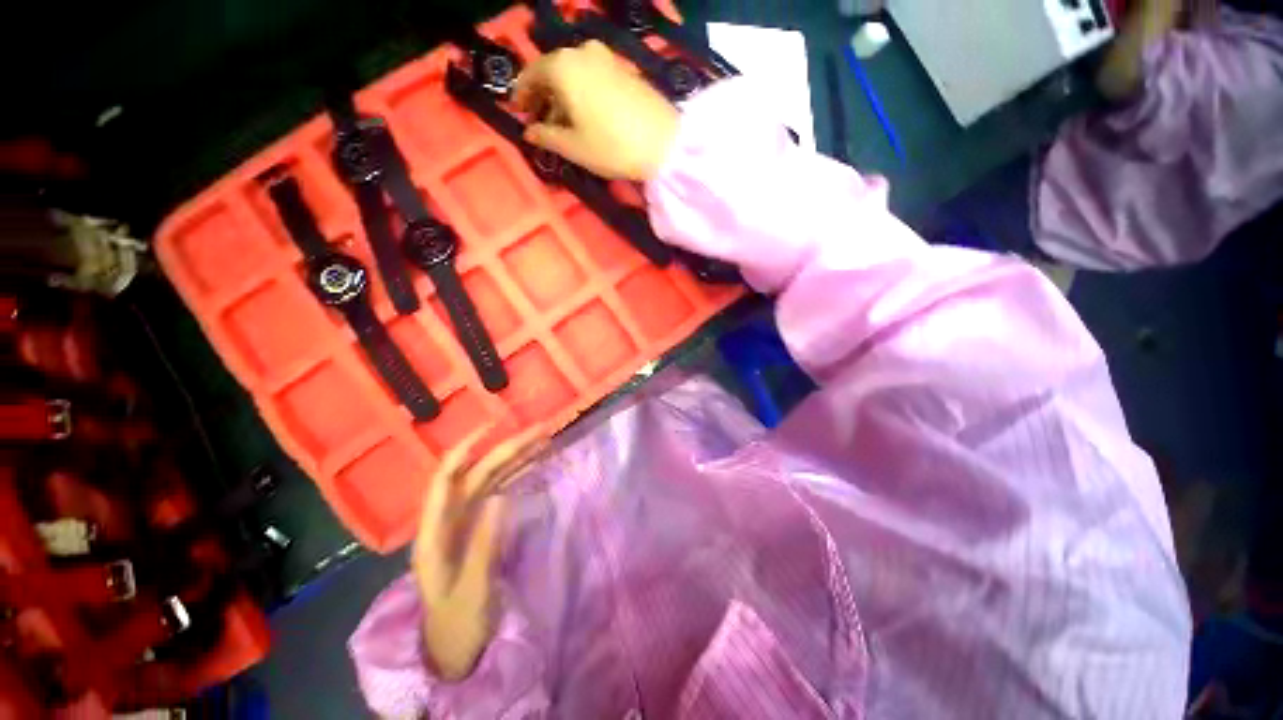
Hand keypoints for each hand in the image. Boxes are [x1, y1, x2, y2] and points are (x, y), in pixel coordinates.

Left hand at [414, 427, 545, 680]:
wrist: (455, 651)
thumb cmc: (458, 625)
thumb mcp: (473, 590)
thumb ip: (485, 544)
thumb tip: (502, 496)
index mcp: (435, 533)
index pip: (446, 480)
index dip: (464, 450)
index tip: (491, 428)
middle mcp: (450, 520)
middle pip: (478, 474)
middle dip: (507, 450)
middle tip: (541, 432)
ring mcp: (467, 523)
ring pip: (492, 480)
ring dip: (516, 460)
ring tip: (544, 442)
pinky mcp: (481, 528)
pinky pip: (501, 494)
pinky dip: (518, 478)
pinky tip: (535, 467)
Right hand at [513, 40, 679, 181]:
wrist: (663, 143)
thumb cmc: (611, 146)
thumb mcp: (573, 147)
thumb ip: (545, 136)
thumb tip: (528, 132)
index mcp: (563, 66)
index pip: (531, 74)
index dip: (522, 95)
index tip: (518, 113)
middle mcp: (582, 52)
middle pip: (553, 71)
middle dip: (543, 96)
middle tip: (539, 121)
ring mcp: (606, 58)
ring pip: (574, 74)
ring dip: (563, 96)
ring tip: (563, 124)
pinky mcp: (624, 69)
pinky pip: (592, 76)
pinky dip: (582, 92)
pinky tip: (586, 115)